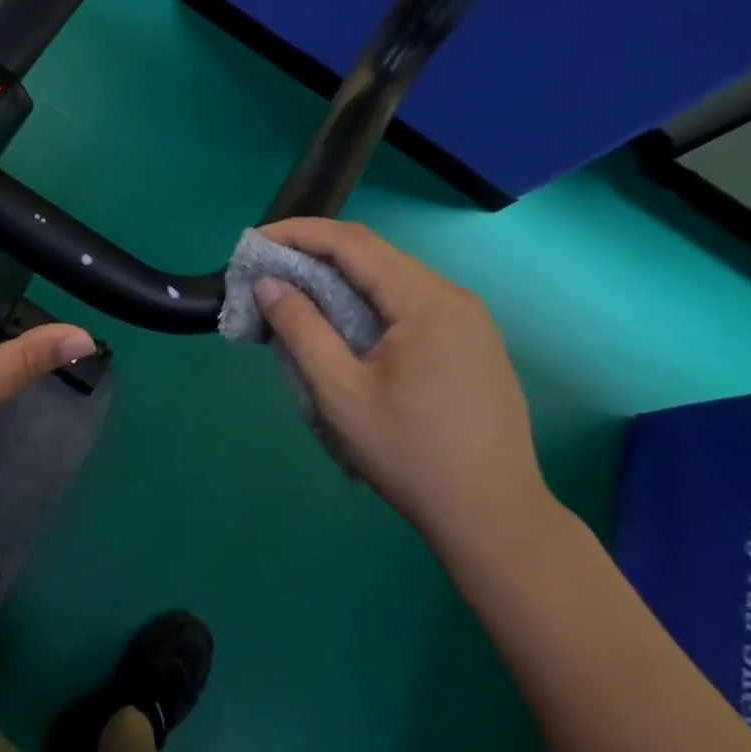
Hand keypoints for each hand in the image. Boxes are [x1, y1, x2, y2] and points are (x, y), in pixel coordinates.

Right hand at [253, 218, 551, 552]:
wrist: (494, 517)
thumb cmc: (410, 456)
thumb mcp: (340, 394)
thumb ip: (301, 330)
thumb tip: (268, 283)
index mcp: (425, 303)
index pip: (352, 244)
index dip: (299, 234)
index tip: (255, 244)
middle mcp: (453, 297)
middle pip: (374, 254)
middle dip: (316, 252)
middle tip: (269, 269)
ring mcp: (469, 319)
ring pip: (393, 276)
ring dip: (342, 276)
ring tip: (297, 293)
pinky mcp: (472, 341)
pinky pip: (411, 300)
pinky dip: (368, 298)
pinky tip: (344, 322)